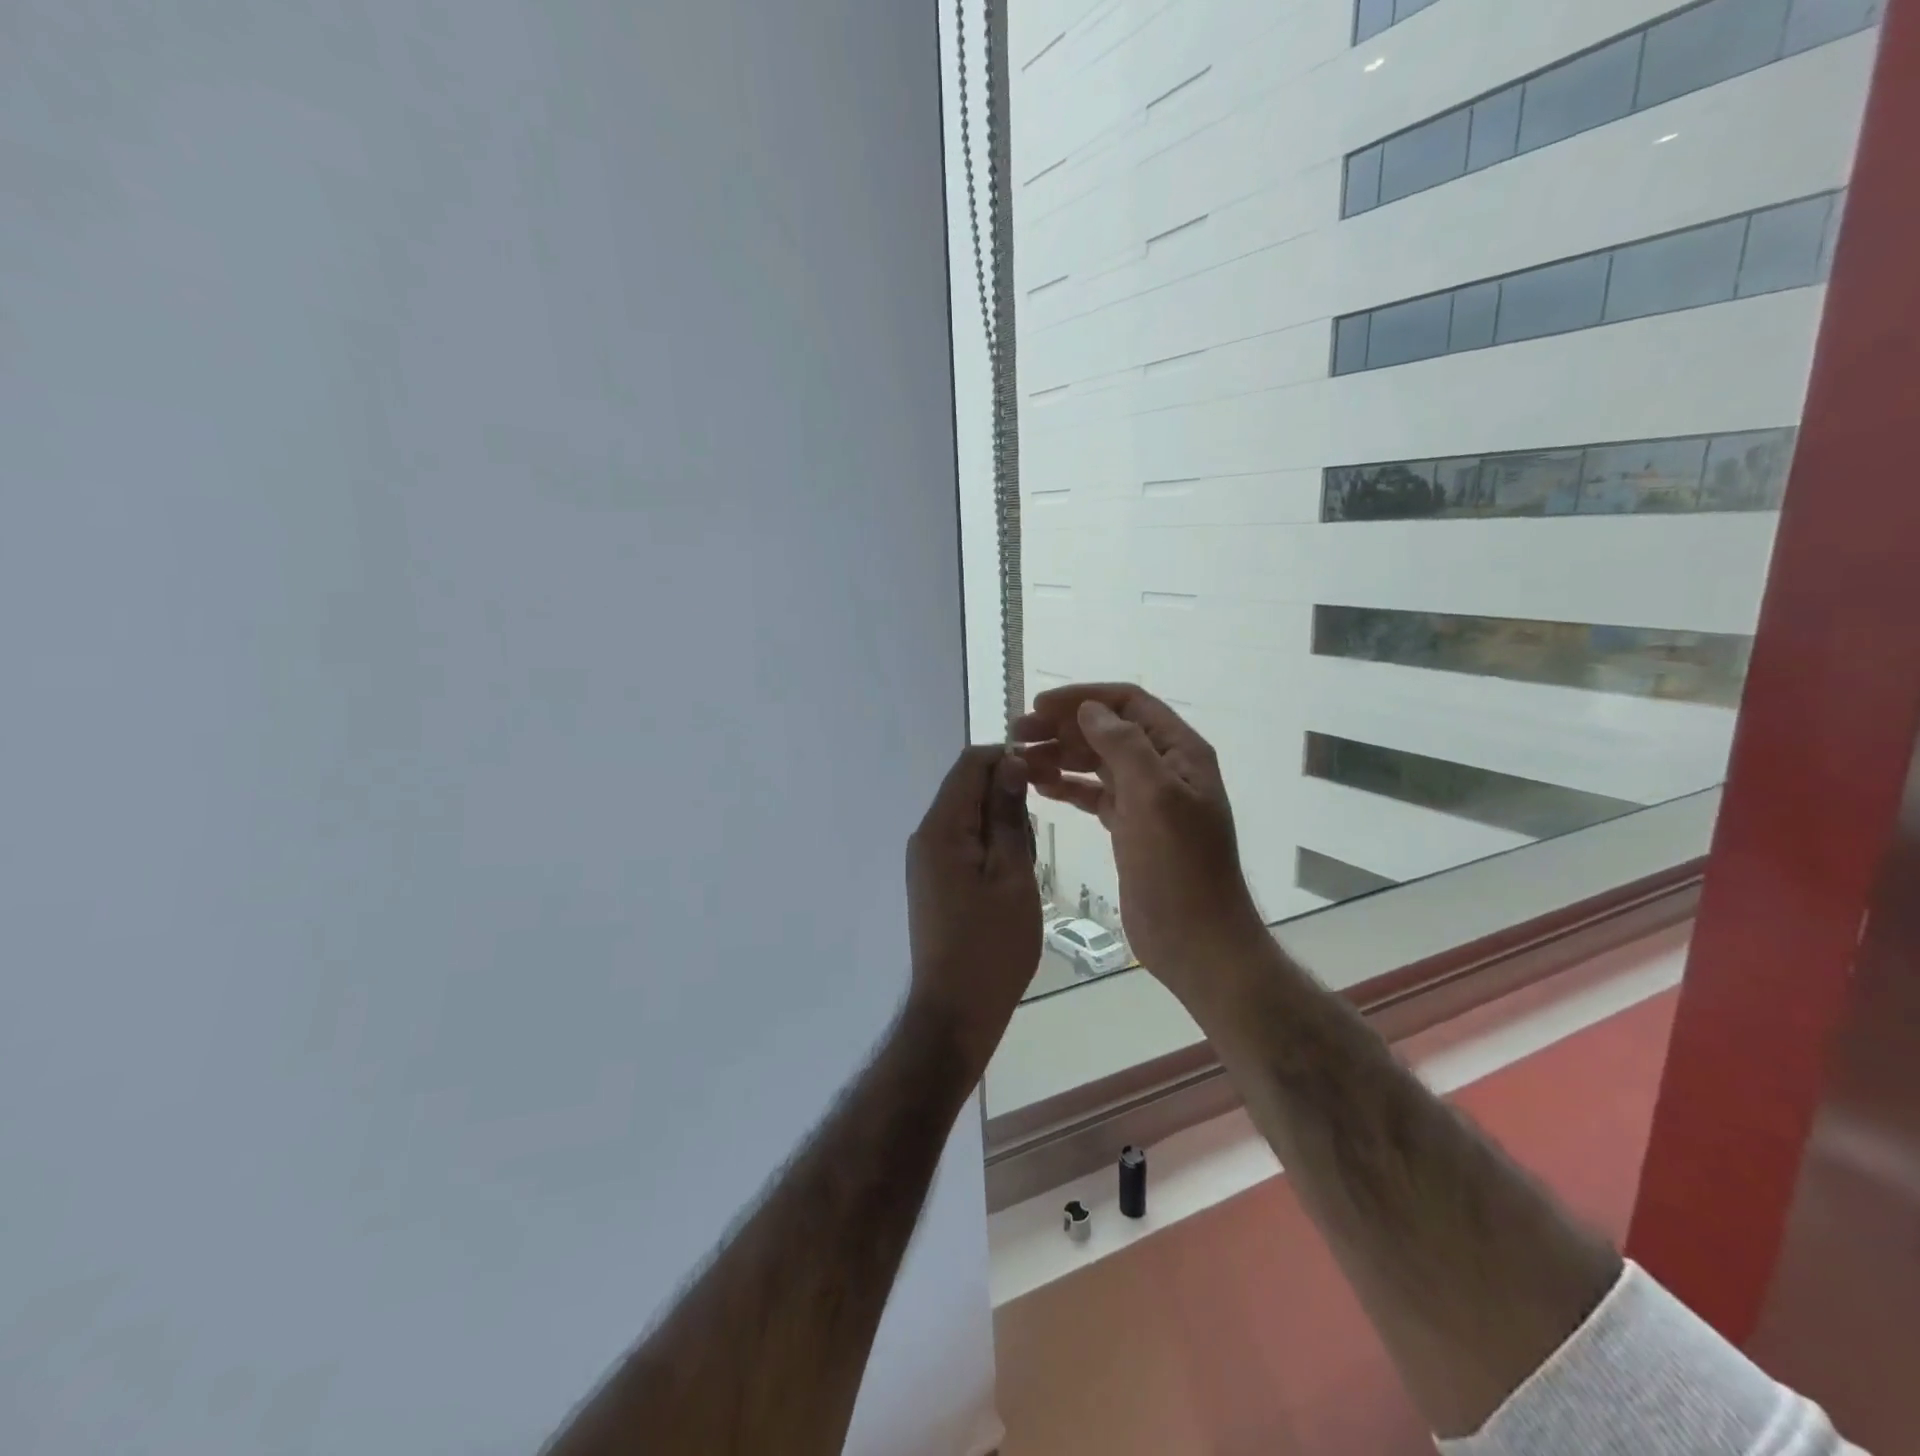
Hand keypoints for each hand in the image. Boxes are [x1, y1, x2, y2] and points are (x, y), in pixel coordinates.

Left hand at [905, 746, 1042, 1076]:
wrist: (956, 1011)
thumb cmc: (992, 944)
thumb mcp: (1012, 874)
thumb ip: (1007, 815)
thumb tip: (1010, 763)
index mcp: (941, 828)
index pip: (970, 764)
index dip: (1008, 758)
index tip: (1047, 771)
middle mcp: (925, 836)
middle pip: (966, 788)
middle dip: (1006, 791)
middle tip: (1044, 824)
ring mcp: (926, 860)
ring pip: (967, 816)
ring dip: (1000, 822)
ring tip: (1028, 860)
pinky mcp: (933, 880)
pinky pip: (962, 843)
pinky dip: (989, 845)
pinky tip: (1012, 875)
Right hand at [1016, 684, 1267, 1012]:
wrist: (1197, 940)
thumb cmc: (1179, 867)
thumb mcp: (1155, 798)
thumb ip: (1123, 747)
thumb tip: (1089, 710)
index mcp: (1179, 752)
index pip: (1128, 704)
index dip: (1084, 698)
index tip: (1039, 706)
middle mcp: (1163, 768)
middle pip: (1108, 731)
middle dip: (1064, 727)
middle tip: (1018, 735)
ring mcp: (1147, 800)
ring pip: (1097, 763)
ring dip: (1060, 756)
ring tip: (1020, 762)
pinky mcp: (1130, 829)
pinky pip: (1094, 795)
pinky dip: (1067, 787)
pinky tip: (1039, 788)